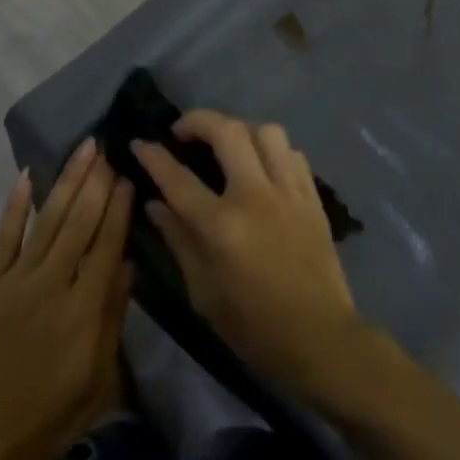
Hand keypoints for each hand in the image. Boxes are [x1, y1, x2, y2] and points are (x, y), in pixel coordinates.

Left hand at [0, 140, 132, 459]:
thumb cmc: (47, 420)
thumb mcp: (98, 382)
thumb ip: (113, 319)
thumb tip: (127, 264)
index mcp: (83, 312)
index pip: (107, 246)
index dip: (119, 209)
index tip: (129, 177)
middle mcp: (51, 286)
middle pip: (79, 224)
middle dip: (97, 182)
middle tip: (108, 147)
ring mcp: (14, 282)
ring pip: (48, 222)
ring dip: (67, 182)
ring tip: (83, 150)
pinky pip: (3, 238)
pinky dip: (16, 206)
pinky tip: (27, 177)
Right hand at [133, 110, 363, 403]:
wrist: (320, 339)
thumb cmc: (253, 325)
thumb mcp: (203, 291)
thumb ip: (178, 239)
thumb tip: (154, 204)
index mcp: (222, 226)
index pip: (178, 177)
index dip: (153, 156)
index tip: (139, 143)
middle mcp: (255, 197)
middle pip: (227, 132)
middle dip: (198, 120)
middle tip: (183, 131)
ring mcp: (289, 193)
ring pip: (266, 132)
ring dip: (240, 130)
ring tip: (227, 145)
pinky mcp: (312, 198)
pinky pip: (293, 153)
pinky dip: (272, 150)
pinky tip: (262, 167)